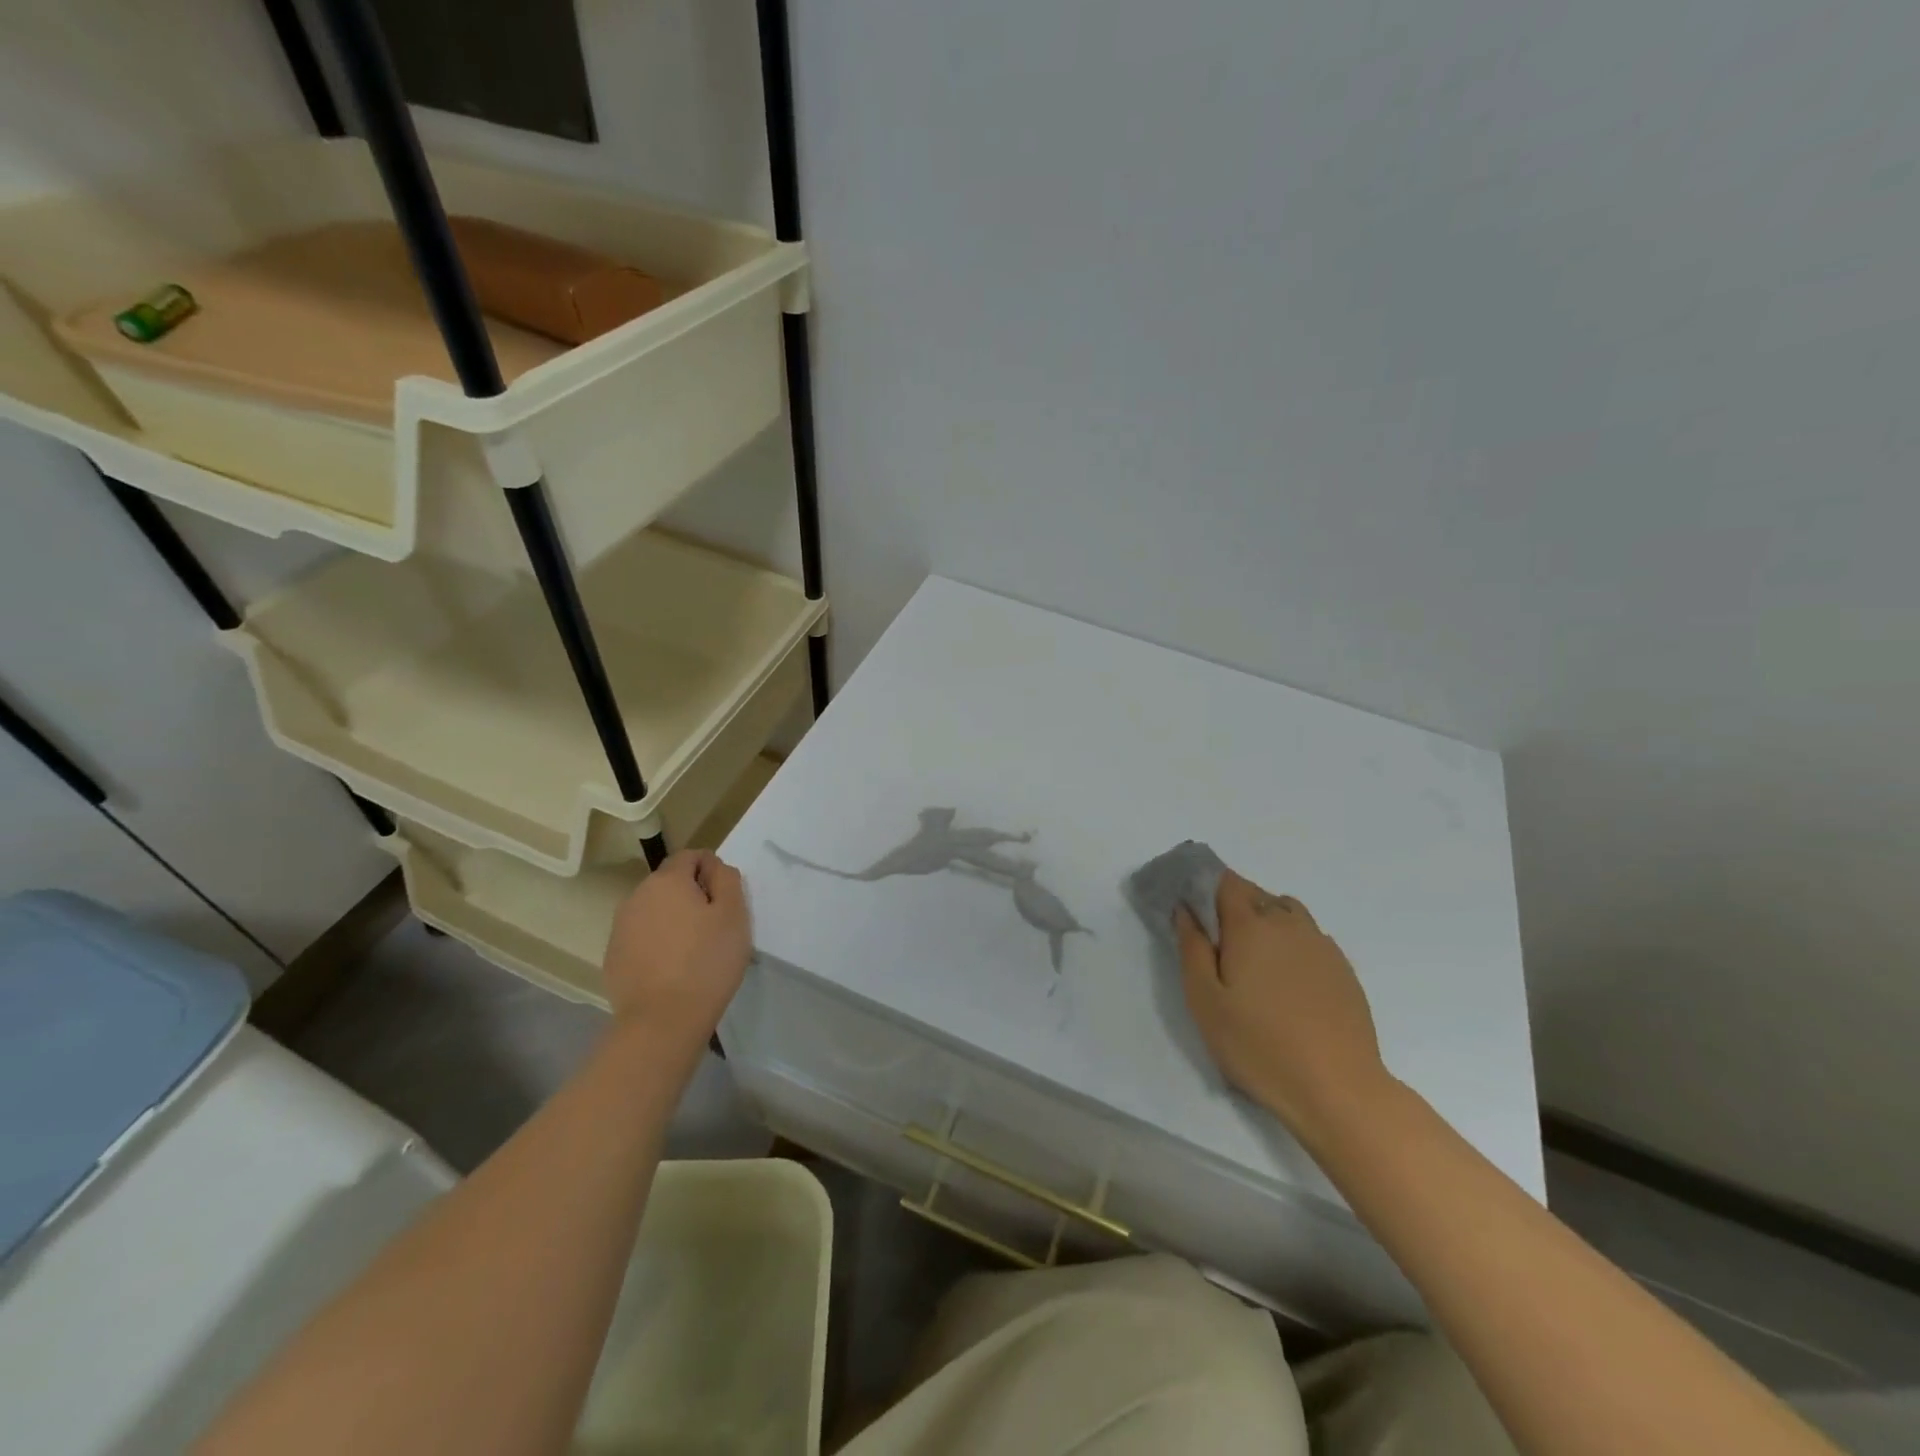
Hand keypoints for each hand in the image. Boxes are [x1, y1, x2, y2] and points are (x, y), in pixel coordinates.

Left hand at [603, 851, 751, 1054]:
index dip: (712, 870)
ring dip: (673, 919)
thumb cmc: (707, 962)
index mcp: (667, 881)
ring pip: (654, 911)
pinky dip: (657, 943)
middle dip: (691, 895)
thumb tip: (715, 867)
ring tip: (693, 950)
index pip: (690, 856)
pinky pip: (641, 937)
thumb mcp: (734, 915)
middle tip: (714, 926)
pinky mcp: (612, 957)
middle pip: (670, 883)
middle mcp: (637, 896)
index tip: (726, 899)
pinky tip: (672, 969)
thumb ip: (727, 880)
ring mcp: (620, 928)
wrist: (662, 1021)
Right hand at [1176, 869, 1390, 1146]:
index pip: (1225, 881)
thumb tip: (1185, 910)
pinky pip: (1309, 937)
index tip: (1192, 909)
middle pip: (1255, 893)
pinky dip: (1291, 943)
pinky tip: (1286, 981)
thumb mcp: (1204, 1001)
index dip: (1205, 886)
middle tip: (1218, 944)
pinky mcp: (1342, 969)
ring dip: (1265, 920)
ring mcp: (1321, 944)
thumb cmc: (1258, 1045)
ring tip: (1253, 959)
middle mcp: (1288, 923)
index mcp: (1250, 925)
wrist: (1338, 1088)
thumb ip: (1191, 947)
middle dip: (1232, 905)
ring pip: (1286, 912)